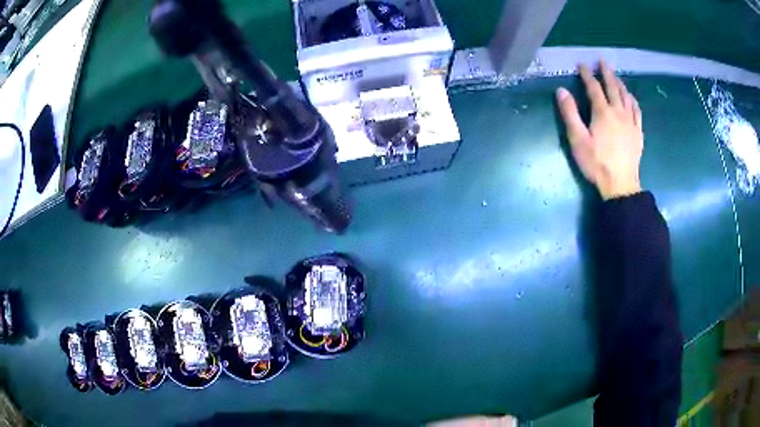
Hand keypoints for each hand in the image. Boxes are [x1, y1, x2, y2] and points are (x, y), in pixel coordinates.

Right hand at [556, 61, 643, 199]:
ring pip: (626, 96)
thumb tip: (561, 90)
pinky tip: (631, 97)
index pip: (594, 87)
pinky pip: (637, 111)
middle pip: (613, 87)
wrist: (620, 185)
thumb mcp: (578, 140)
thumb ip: (570, 114)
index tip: (581, 65)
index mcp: (602, 112)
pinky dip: (633, 100)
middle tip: (602, 61)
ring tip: (616, 76)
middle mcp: (618, 112)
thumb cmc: (597, 163)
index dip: (587, 74)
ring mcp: (630, 122)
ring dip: (620, 83)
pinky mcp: (638, 132)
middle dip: (606, 72)